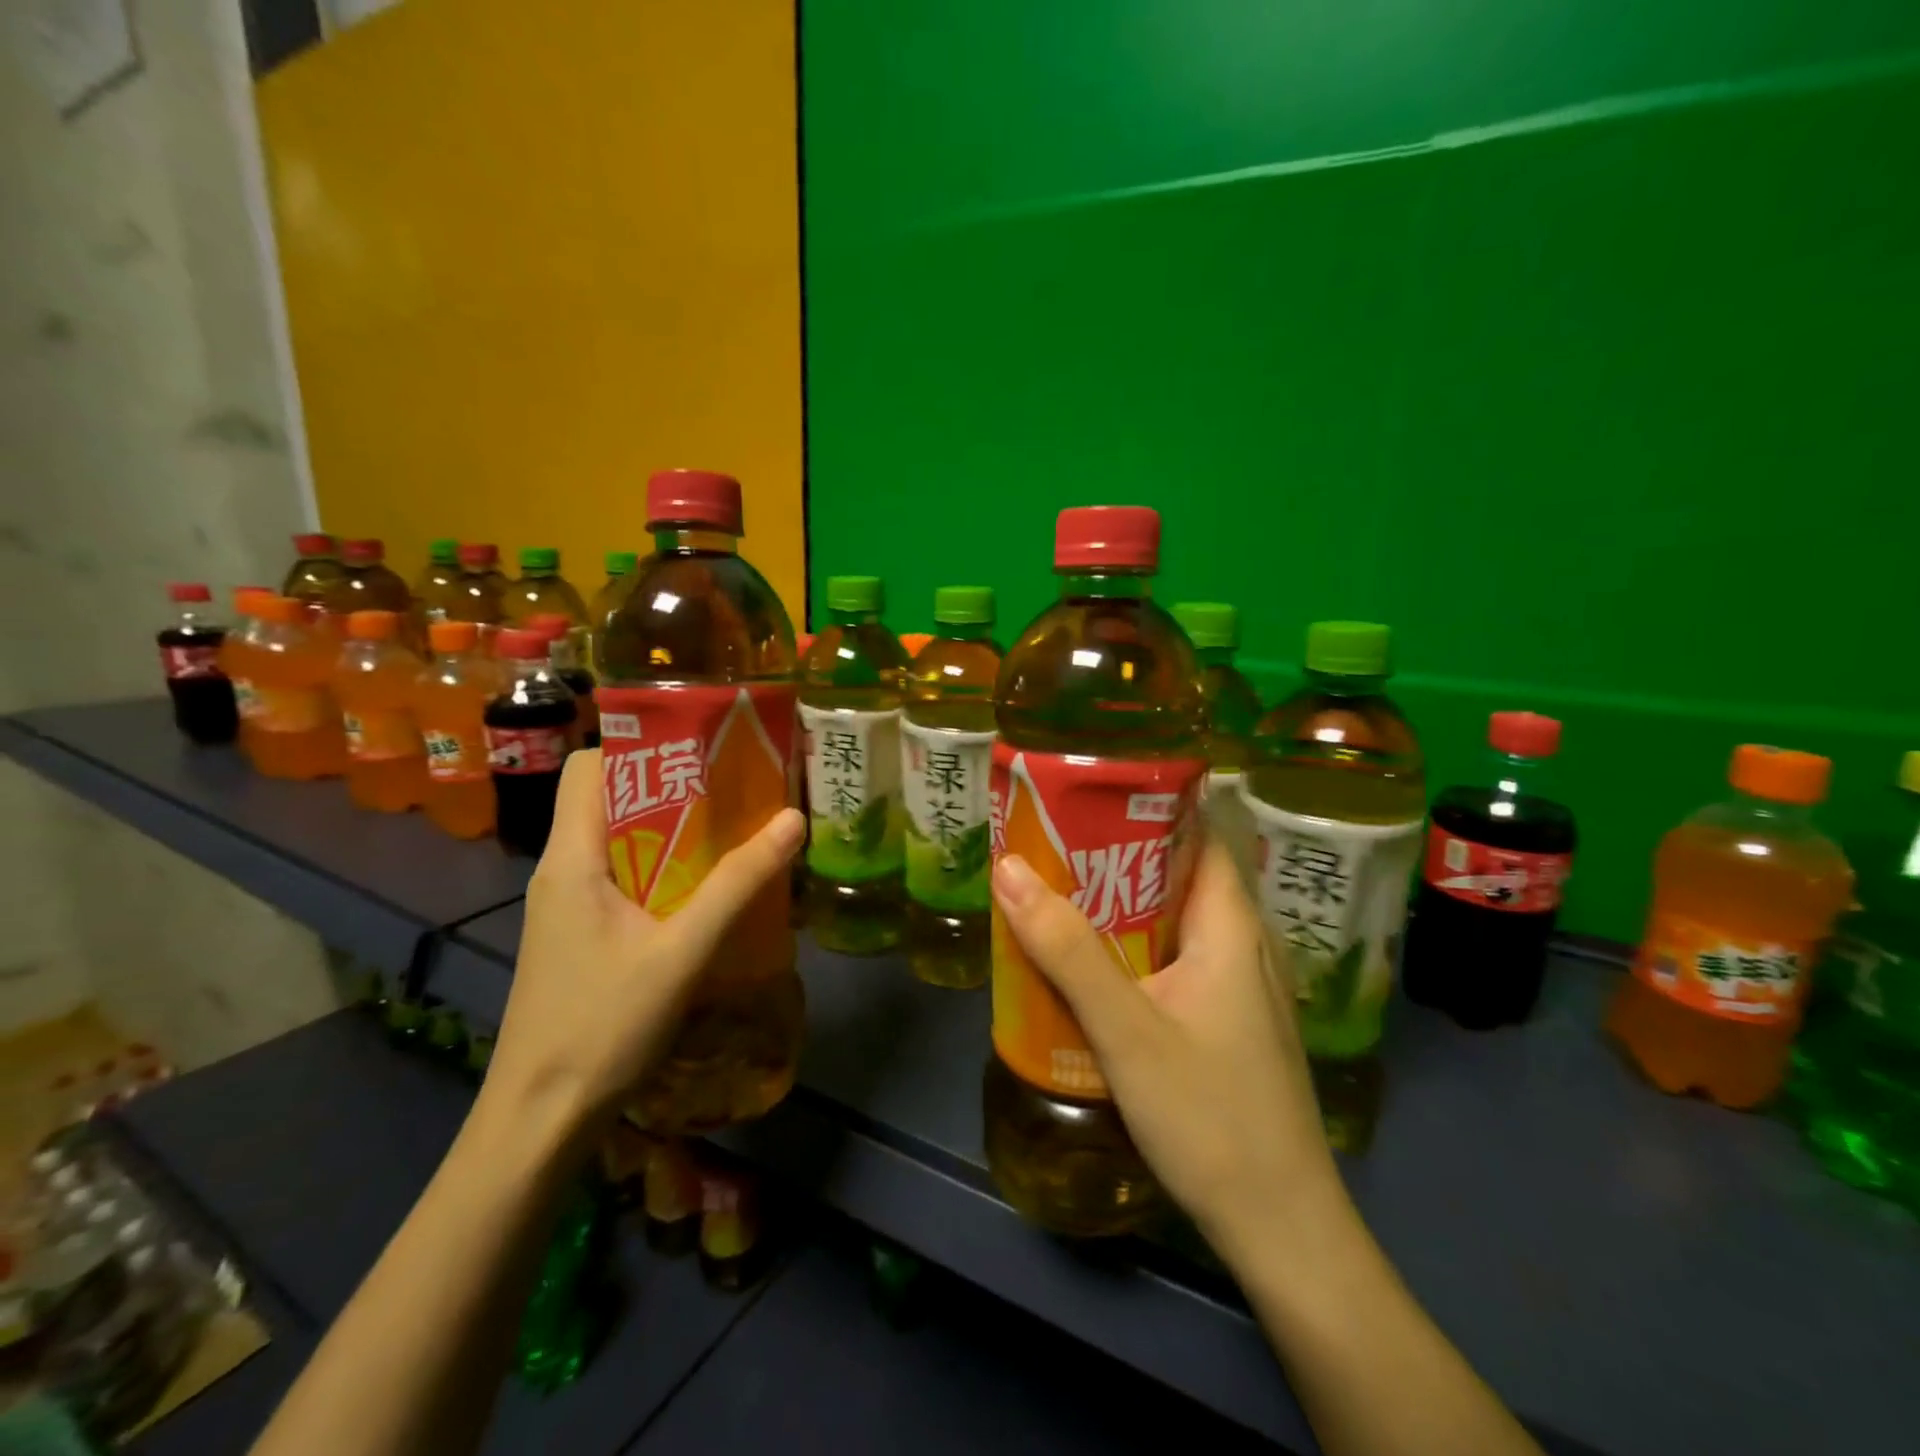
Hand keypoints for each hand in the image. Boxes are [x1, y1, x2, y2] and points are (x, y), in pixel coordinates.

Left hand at [483, 749, 804, 1135]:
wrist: (540, 1117)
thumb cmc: (602, 1025)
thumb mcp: (682, 951)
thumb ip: (737, 884)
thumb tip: (792, 820)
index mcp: (571, 858)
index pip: (589, 766)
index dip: (640, 745)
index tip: (701, 748)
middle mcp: (562, 869)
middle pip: (609, 798)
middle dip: (671, 785)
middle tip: (736, 785)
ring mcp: (568, 904)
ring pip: (619, 839)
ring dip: (673, 829)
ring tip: (733, 828)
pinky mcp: (581, 933)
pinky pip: (623, 876)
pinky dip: (664, 867)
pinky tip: (707, 888)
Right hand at [991, 836, 1345, 1262]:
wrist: (1282, 1231)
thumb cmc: (1210, 1116)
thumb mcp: (1126, 1029)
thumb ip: (1066, 950)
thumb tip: (1009, 869)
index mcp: (1232, 926)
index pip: (1196, 834)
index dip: (1145, 807)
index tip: (1085, 795)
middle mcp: (1244, 946)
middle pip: (1178, 877)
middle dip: (1116, 858)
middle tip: (1051, 846)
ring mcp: (1241, 989)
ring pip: (1174, 924)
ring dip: (1121, 908)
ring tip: (1059, 895)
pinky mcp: (1229, 1025)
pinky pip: (1177, 963)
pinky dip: (1134, 951)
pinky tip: (1093, 968)